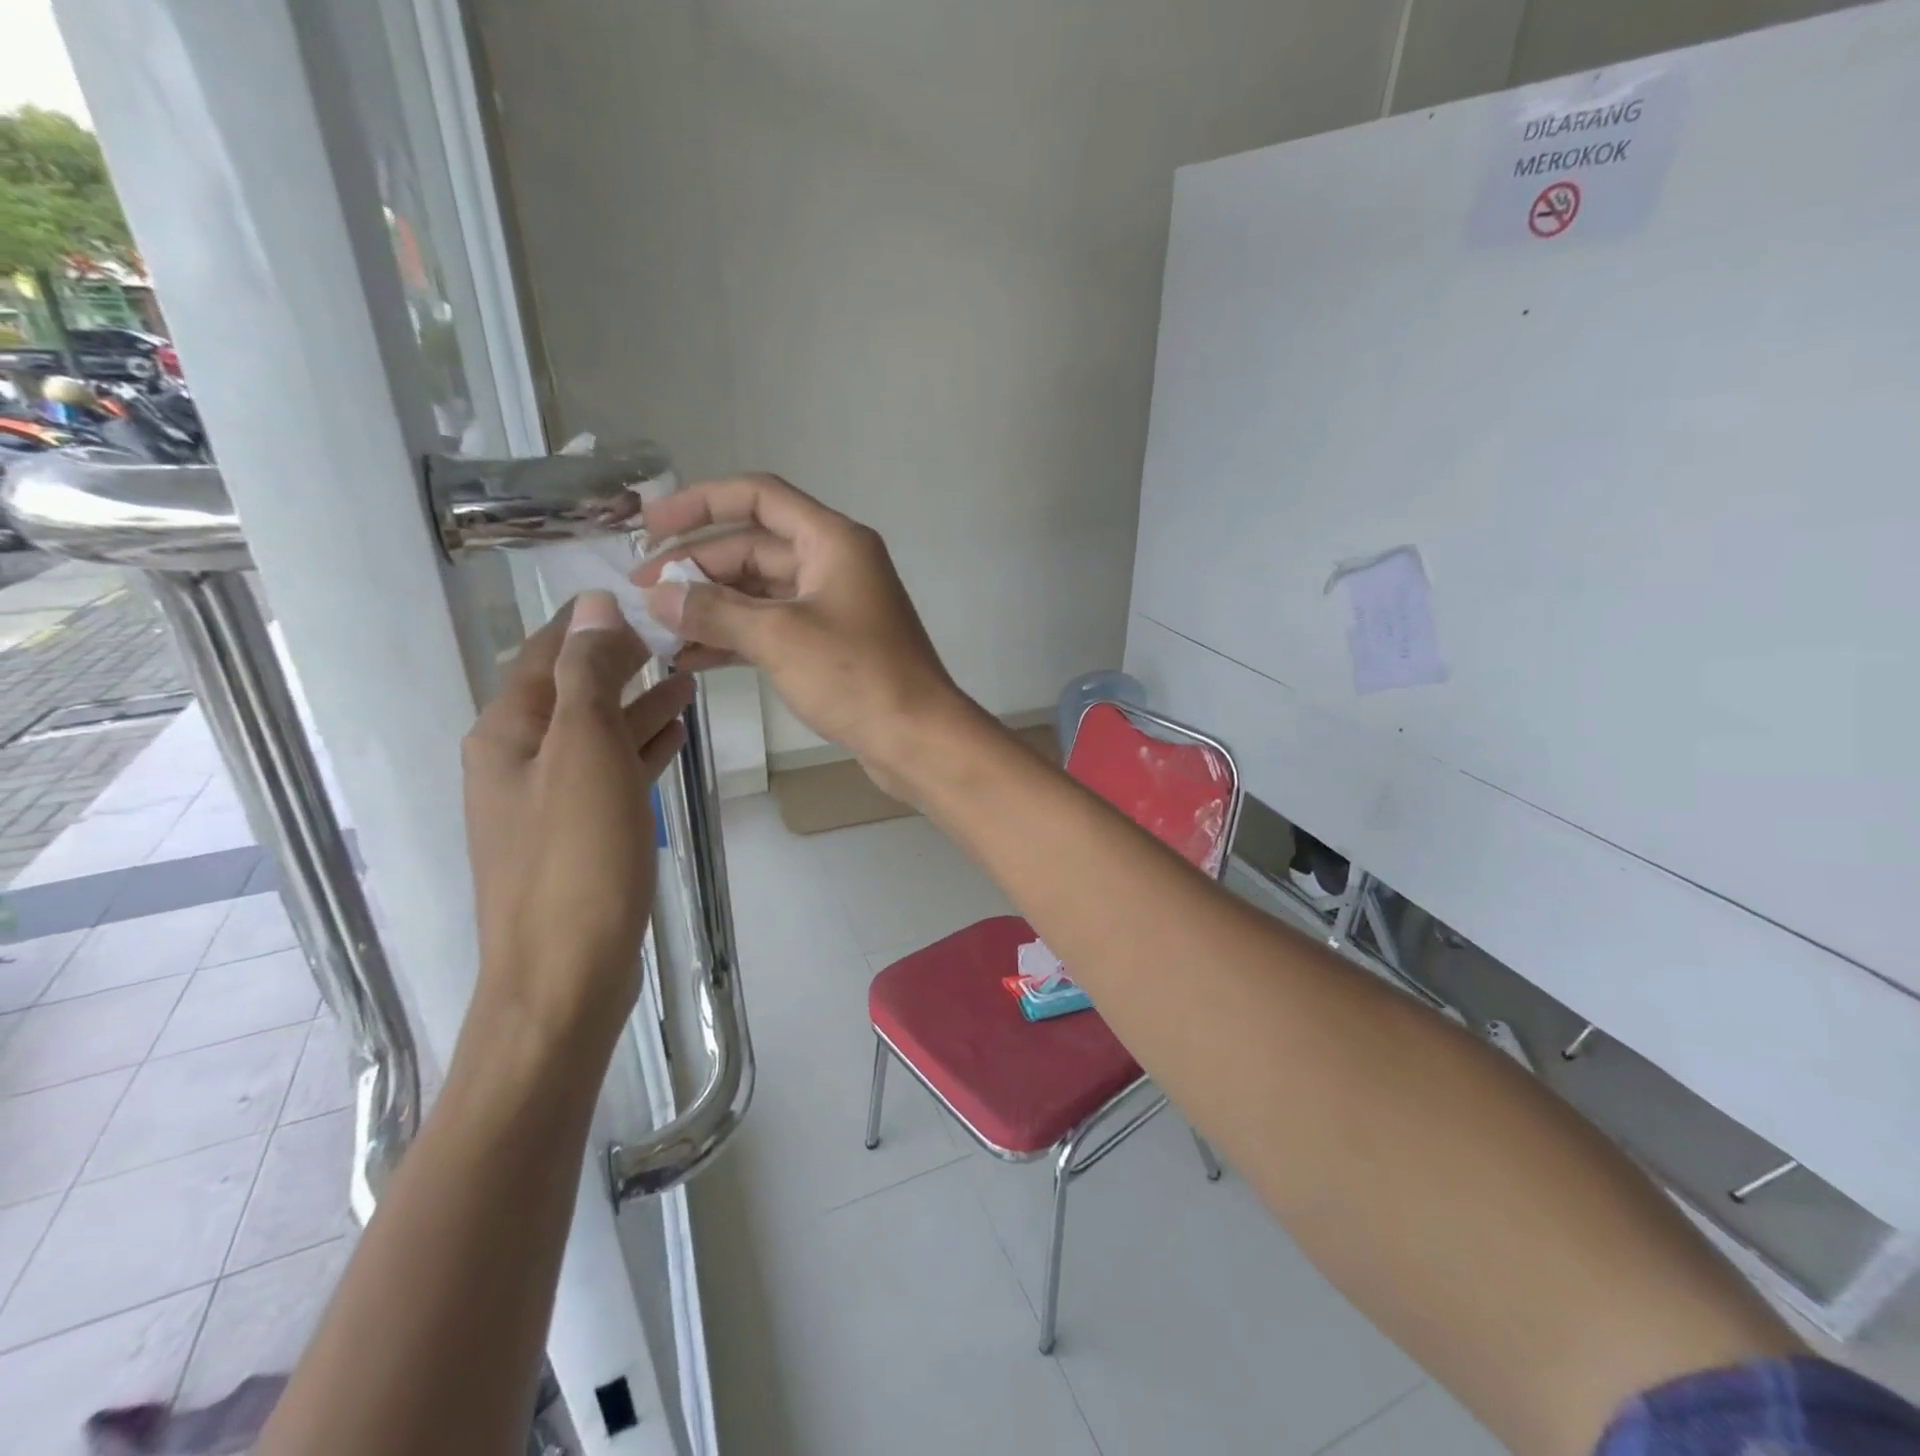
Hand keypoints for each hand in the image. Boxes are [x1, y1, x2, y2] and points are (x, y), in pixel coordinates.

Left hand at [461, 592, 693, 1046]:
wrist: (564, 977)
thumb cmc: (575, 859)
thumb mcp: (583, 753)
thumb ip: (588, 677)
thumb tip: (594, 607)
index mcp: (508, 734)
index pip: (546, 655)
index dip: (589, 622)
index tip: (640, 595)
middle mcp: (518, 761)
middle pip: (572, 692)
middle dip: (620, 660)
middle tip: (676, 634)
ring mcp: (548, 802)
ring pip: (597, 733)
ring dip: (638, 702)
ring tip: (687, 676)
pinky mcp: (578, 836)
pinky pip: (611, 773)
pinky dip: (640, 748)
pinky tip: (674, 737)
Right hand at [634, 474, 970, 783]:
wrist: (917, 739)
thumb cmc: (856, 676)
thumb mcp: (778, 637)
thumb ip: (714, 611)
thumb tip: (657, 596)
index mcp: (832, 541)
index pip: (758, 497)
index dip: (700, 503)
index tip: (650, 525)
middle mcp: (835, 564)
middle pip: (754, 548)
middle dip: (698, 568)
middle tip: (642, 596)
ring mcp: (834, 607)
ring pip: (761, 592)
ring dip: (712, 607)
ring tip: (658, 630)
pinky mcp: (832, 646)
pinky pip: (774, 628)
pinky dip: (736, 638)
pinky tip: (692, 658)